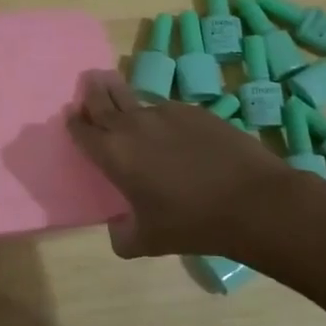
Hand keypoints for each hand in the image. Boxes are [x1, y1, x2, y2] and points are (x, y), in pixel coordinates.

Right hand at [66, 71, 305, 258]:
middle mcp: (133, 126)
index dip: (74, 122)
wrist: (253, 202)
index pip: (82, 129)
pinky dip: (160, 115)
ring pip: (136, 99)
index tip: (72, 116)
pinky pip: (167, 109)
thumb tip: (118, 230)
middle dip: (92, 92)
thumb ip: (123, 236)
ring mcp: (166, 113)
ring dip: (124, 99)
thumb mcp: (148, 241)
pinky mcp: (195, 111)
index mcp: (114, 155)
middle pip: (103, 99)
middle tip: (89, 84)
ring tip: (123, 99)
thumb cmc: (192, 224)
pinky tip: (171, 130)